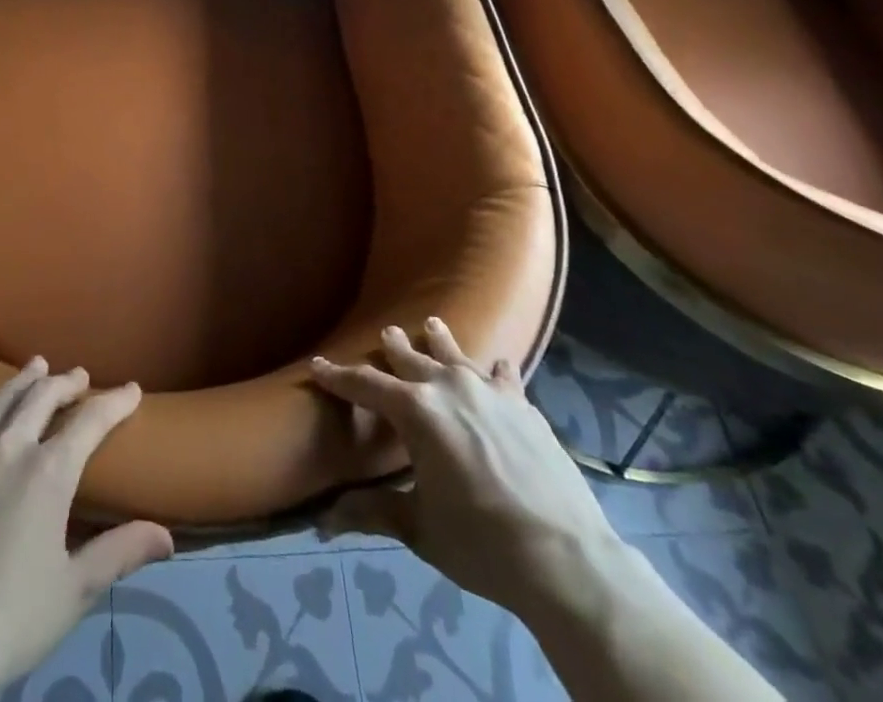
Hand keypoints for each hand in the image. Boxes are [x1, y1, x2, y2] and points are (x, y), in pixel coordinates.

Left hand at [0, 359, 173, 701]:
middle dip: (66, 384)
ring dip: (22, 381)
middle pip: (43, 399)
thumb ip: (120, 553)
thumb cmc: (11, 620)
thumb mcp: (74, 591)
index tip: (132, 390)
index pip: (91, 422)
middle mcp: (9, 449)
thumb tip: (167, 536)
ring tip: (36, 365)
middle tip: (80, 376)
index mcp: (49, 473)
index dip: (115, 402)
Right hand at [311, 319, 623, 618]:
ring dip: (440, 341)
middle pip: (412, 358)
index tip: (317, 365)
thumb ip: (373, 511)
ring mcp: (490, 392)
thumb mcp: (419, 528)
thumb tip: (324, 520)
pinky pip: (503, 376)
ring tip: (432, 324)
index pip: (365, 385)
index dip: (337, 376)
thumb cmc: (481, 543)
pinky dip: (495, 369)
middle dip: (394, 346)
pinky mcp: (524, 406)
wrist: (565, 558)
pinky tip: (497, 364)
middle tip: (386, 332)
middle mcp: (448, 387)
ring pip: (456, 354)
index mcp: (415, 411)